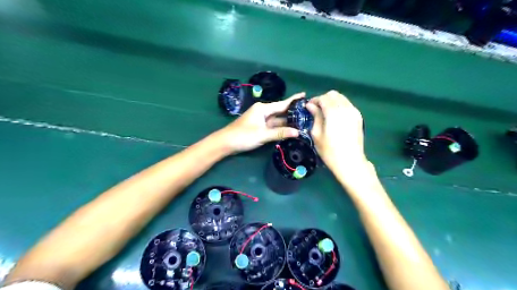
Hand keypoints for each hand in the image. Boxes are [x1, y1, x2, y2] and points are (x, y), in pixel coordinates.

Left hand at [217, 93, 303, 153]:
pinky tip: (289, 129)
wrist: (226, 142)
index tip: (305, 95)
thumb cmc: (243, 136)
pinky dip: (280, 127)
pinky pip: (272, 125)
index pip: (282, 104)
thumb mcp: (263, 134)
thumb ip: (280, 133)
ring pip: (277, 119)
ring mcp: (260, 119)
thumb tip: (297, 132)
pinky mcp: (258, 127)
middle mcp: (263, 111)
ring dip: (287, 121)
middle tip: (308, 113)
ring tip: (302, 122)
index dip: (294, 100)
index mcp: (263, 108)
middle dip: (293, 113)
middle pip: (280, 111)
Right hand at [304, 91, 369, 172]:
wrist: (350, 161)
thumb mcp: (317, 134)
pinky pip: (347, 104)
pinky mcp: (358, 117)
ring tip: (325, 112)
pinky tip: (335, 116)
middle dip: (323, 99)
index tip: (308, 107)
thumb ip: (315, 116)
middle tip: (316, 109)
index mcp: (333, 112)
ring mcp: (354, 112)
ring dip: (332, 101)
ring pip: (342, 98)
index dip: (314, 100)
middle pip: (333, 94)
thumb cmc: (330, 151)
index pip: (323, 98)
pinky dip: (339, 106)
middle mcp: (345, 108)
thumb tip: (310, 106)